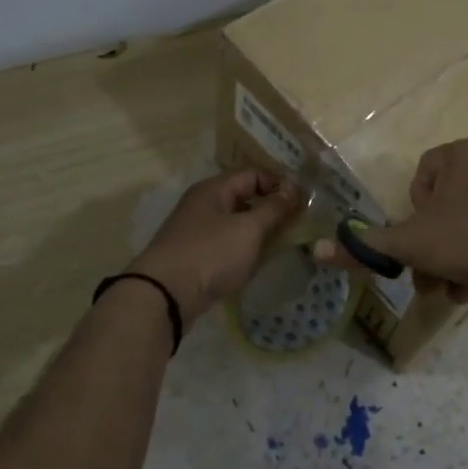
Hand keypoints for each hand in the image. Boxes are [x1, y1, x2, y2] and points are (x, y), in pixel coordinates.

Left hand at [129, 169, 301, 321]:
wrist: (165, 295)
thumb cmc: (210, 254)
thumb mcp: (248, 229)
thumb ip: (273, 208)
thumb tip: (293, 189)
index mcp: (214, 189)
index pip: (252, 173)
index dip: (278, 183)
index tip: (302, 201)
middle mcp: (203, 204)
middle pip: (243, 197)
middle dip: (271, 208)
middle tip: (298, 223)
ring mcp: (197, 230)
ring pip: (235, 222)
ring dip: (259, 230)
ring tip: (284, 243)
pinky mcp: (195, 255)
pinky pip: (226, 243)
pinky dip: (244, 248)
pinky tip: (258, 260)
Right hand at [314, 138, 467, 300]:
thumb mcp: (411, 244)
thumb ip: (367, 247)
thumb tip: (317, 249)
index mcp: (460, 155)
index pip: (422, 175)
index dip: (413, 212)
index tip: (417, 241)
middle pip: (449, 207)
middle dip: (435, 247)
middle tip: (432, 281)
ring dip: (460, 259)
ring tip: (460, 293)